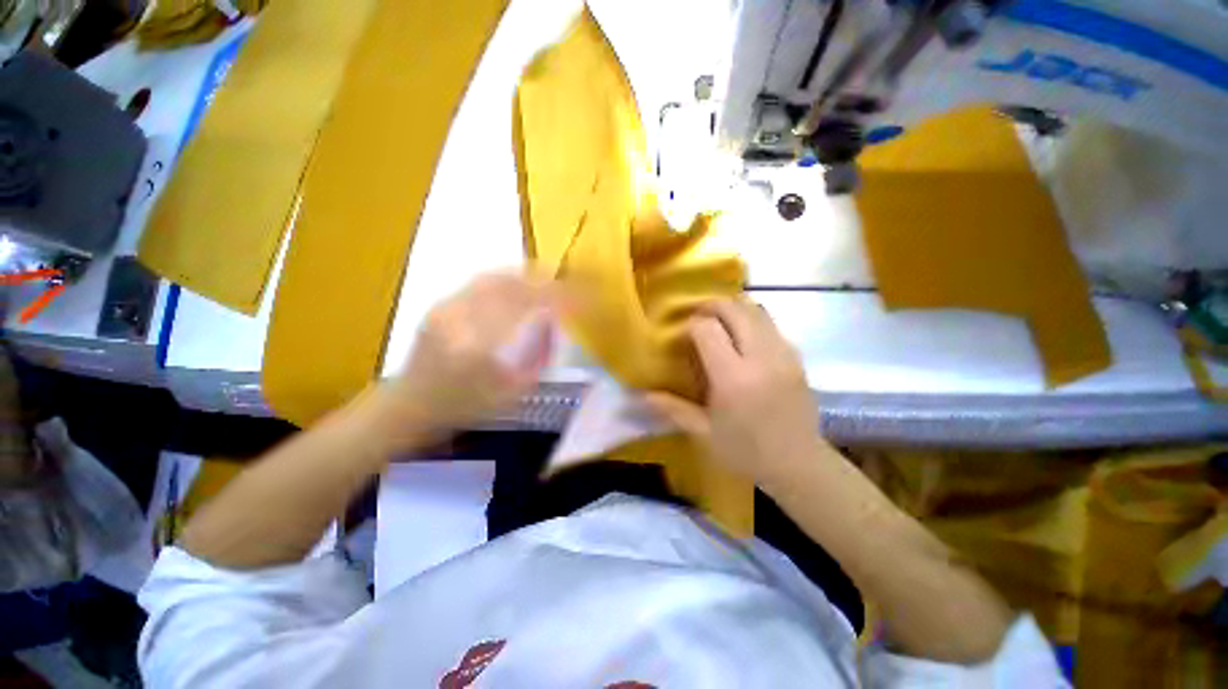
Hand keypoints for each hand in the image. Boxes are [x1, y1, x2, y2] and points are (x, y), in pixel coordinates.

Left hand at [380, 272, 557, 437]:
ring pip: (494, 278)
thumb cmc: (465, 408)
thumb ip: (537, 359)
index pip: (526, 310)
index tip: (577, 298)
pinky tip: (519, 279)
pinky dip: (506, 276)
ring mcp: (447, 308)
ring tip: (547, 275)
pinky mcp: (440, 304)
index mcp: (480, 349)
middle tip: (566, 281)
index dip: (556, 299)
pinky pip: (480, 282)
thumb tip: (554, 324)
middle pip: (509, 286)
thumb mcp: (512, 394)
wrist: (410, 405)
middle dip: (543, 280)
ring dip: (525, 274)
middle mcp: (461, 320)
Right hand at [644, 299, 821, 487]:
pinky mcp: (797, 358)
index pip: (707, 329)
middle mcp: (760, 358)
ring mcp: (783, 355)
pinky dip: (753, 322)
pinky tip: (743, 339)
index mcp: (732, 378)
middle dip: (712, 306)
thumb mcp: (704, 433)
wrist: (799, 465)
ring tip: (720, 322)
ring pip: (757, 311)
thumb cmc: (746, 452)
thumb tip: (641, 395)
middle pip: (735, 310)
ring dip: (734, 310)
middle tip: (698, 317)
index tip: (683, 336)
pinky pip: (772, 325)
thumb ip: (673, 408)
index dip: (691, 326)